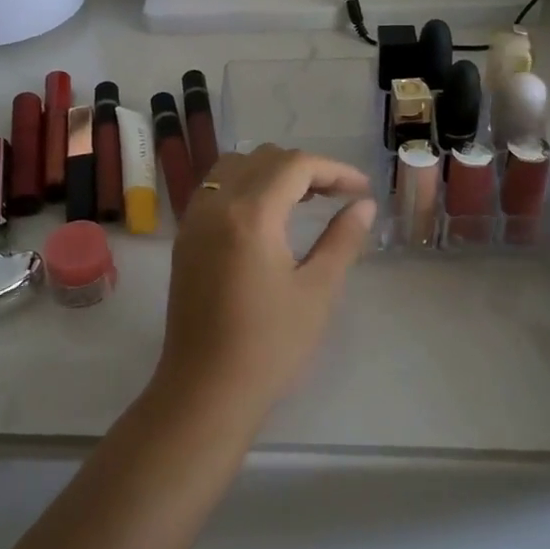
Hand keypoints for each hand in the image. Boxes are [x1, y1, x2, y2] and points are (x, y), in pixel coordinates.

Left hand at [156, 145, 375, 427]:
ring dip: (271, 171)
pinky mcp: (185, 237)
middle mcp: (216, 204)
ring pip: (234, 166)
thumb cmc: (269, 346)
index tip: (362, 189)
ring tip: (303, 200)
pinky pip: (215, 187)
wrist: (205, 390)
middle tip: (337, 195)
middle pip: (264, 158)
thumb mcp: (317, 291)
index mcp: (251, 213)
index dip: (334, 169)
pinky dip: (244, 184)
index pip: (295, 165)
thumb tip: (363, 205)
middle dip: (305, 168)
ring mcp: (195, 219)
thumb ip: (342, 240)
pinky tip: (266, 215)